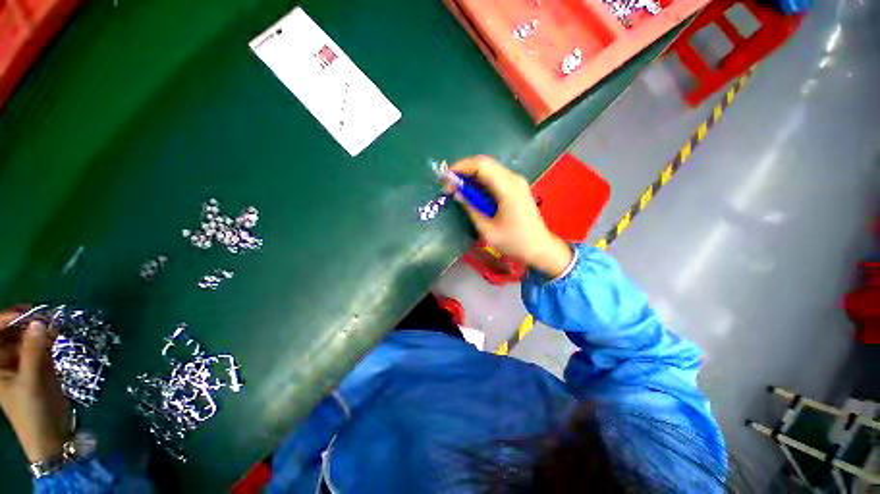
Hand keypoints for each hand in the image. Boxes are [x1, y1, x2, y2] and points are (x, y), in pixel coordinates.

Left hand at [0, 308, 69, 462]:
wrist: (50, 432)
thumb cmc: (31, 410)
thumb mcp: (30, 381)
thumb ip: (33, 352)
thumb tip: (40, 322)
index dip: (7, 319)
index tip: (27, 311)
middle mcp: (5, 359)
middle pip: (11, 332)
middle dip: (26, 320)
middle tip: (44, 314)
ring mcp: (22, 361)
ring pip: (27, 336)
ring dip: (38, 327)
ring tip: (54, 321)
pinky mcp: (38, 363)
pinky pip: (40, 344)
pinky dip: (48, 336)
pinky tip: (58, 332)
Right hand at [450, 156, 572, 277]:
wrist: (539, 248)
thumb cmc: (514, 242)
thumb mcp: (488, 230)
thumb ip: (471, 209)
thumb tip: (458, 193)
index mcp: (508, 189)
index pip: (482, 166)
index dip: (461, 167)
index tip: (446, 178)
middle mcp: (514, 179)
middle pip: (485, 163)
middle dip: (464, 171)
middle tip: (449, 185)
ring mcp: (517, 182)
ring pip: (489, 169)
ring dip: (471, 176)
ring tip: (457, 189)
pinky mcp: (516, 187)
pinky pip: (495, 177)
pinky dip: (480, 181)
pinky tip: (472, 193)